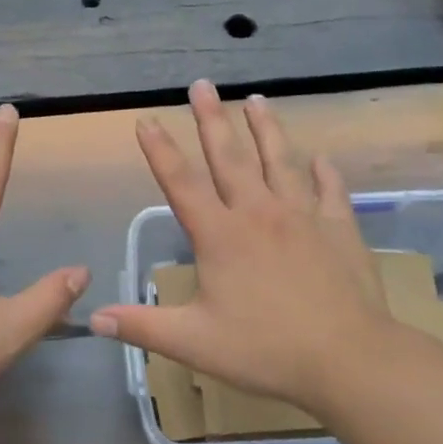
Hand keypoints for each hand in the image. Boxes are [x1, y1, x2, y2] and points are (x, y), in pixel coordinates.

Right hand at [90, 80, 438, 416]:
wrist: (349, 358)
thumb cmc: (265, 349)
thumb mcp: (193, 343)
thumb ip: (142, 326)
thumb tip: (93, 318)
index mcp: (220, 235)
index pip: (181, 183)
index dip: (160, 150)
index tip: (147, 119)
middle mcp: (258, 213)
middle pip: (230, 157)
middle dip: (212, 119)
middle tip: (202, 85)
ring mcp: (302, 216)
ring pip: (280, 161)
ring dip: (266, 129)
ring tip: (257, 100)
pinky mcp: (338, 228)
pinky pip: (329, 190)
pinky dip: (324, 172)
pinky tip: (321, 159)